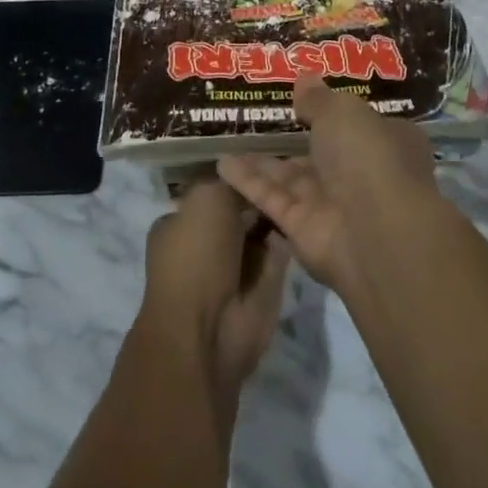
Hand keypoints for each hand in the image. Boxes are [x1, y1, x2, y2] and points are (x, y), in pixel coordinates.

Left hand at [142, 179, 290, 400]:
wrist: (208, 330)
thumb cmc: (195, 255)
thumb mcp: (206, 199)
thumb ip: (229, 182)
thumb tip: (248, 175)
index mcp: (179, 223)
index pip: (211, 190)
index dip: (236, 175)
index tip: (264, 158)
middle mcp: (205, 243)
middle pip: (240, 209)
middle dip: (261, 193)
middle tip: (294, 166)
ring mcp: (235, 266)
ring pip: (262, 229)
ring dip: (278, 213)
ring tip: (305, 184)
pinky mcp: (263, 286)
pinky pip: (280, 251)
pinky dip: (290, 235)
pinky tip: (308, 211)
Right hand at [219, 74, 439, 295]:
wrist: (375, 234)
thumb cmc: (369, 157)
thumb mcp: (343, 112)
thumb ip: (319, 98)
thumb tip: (304, 79)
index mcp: (385, 141)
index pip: (358, 124)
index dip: (332, 110)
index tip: (301, 97)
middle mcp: (362, 173)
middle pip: (322, 152)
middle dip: (294, 137)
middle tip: (257, 117)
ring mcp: (333, 204)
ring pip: (293, 177)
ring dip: (263, 160)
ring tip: (229, 138)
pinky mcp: (304, 229)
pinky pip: (274, 199)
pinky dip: (249, 182)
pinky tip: (222, 164)